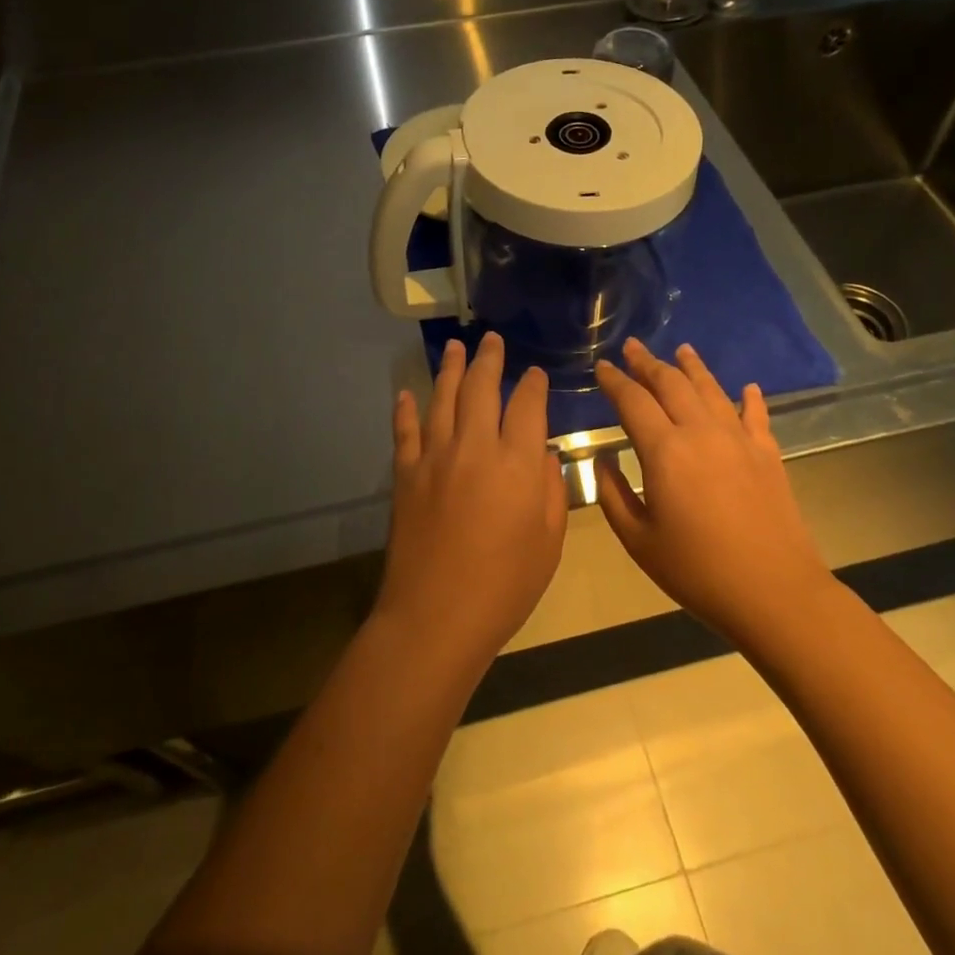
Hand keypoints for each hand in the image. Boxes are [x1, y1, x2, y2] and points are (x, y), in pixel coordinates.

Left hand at [377, 332, 566, 664]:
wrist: (437, 615)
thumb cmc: (505, 585)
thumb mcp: (548, 542)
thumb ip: (549, 489)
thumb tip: (540, 452)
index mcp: (516, 463)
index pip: (527, 406)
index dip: (532, 385)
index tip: (534, 373)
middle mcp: (474, 448)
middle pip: (481, 389)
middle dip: (489, 360)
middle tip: (492, 340)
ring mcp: (435, 458)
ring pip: (442, 399)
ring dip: (450, 370)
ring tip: (455, 347)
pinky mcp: (406, 475)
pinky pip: (405, 432)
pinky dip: (405, 410)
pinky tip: (405, 393)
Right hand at [594, 339, 830, 644]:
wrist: (773, 592)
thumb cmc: (697, 571)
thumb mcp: (638, 540)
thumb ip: (613, 495)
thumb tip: (604, 461)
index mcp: (664, 451)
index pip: (632, 401)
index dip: (615, 381)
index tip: (602, 366)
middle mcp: (701, 432)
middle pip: (671, 384)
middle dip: (648, 363)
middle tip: (633, 346)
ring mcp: (739, 440)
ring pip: (712, 389)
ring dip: (693, 367)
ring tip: (682, 350)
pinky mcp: (767, 454)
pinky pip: (755, 415)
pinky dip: (749, 398)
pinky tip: (747, 387)